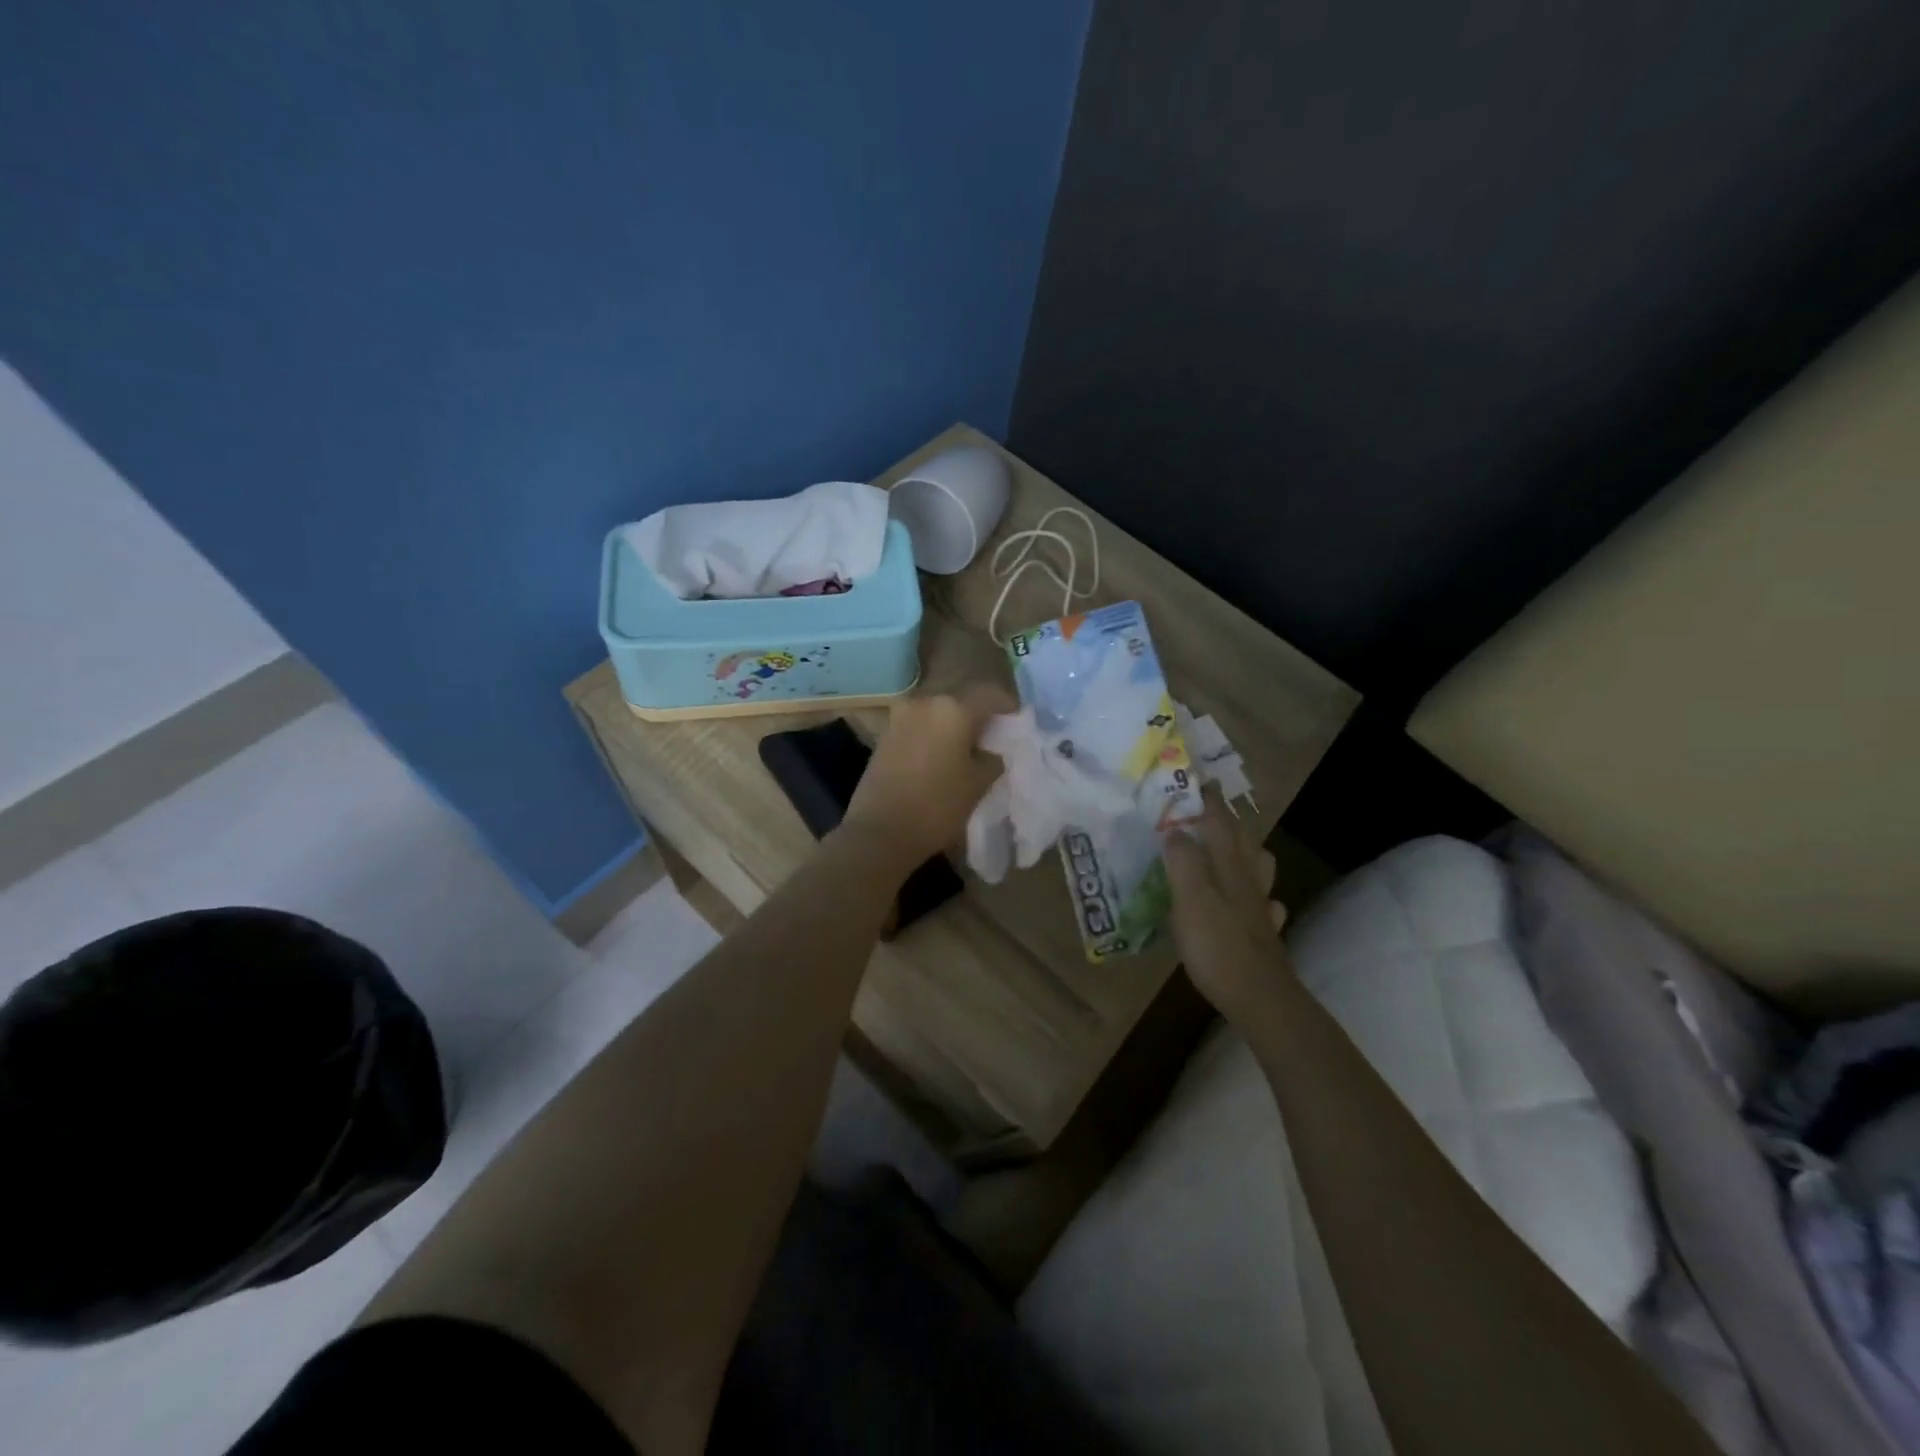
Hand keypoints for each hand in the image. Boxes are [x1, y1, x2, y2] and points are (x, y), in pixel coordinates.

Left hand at [842, 685, 1015, 863]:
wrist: (880, 831)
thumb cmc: (937, 806)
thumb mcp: (978, 784)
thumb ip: (992, 759)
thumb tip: (990, 750)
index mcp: (953, 708)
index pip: (990, 695)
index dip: (1008, 707)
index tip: (1017, 722)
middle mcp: (925, 702)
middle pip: (961, 701)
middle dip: (979, 717)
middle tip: (993, 739)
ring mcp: (900, 717)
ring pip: (938, 714)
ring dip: (954, 727)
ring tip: (967, 751)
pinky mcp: (885, 734)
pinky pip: (919, 726)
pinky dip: (934, 736)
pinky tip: (941, 757)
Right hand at [1164, 787, 1294, 1025]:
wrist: (1260, 996)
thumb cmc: (1218, 945)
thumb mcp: (1189, 899)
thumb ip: (1182, 862)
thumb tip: (1174, 831)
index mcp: (1228, 867)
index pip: (1219, 823)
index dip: (1210, 801)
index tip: (1201, 781)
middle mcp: (1248, 881)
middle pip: (1244, 842)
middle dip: (1228, 823)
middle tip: (1209, 813)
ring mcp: (1259, 908)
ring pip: (1259, 869)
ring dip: (1247, 854)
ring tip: (1228, 851)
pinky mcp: (1263, 934)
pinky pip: (1262, 905)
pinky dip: (1255, 896)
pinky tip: (1247, 903)